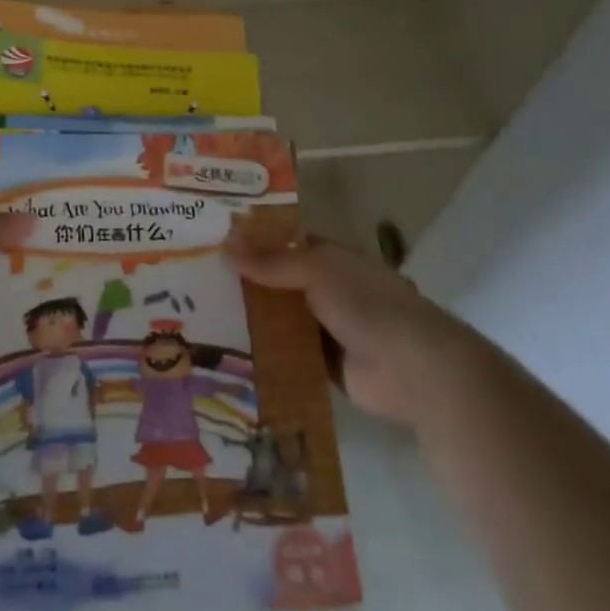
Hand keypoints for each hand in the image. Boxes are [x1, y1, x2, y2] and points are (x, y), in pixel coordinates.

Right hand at [224, 232, 459, 426]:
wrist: (412, 369)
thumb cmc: (367, 304)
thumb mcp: (316, 270)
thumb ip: (271, 260)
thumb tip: (224, 243)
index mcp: (331, 259)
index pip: (286, 243)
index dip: (254, 241)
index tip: (213, 241)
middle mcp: (328, 290)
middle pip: (279, 283)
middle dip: (246, 282)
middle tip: (196, 282)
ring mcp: (327, 329)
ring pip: (280, 319)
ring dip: (252, 319)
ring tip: (202, 317)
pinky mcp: (323, 365)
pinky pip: (287, 355)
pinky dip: (265, 353)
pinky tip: (228, 352)